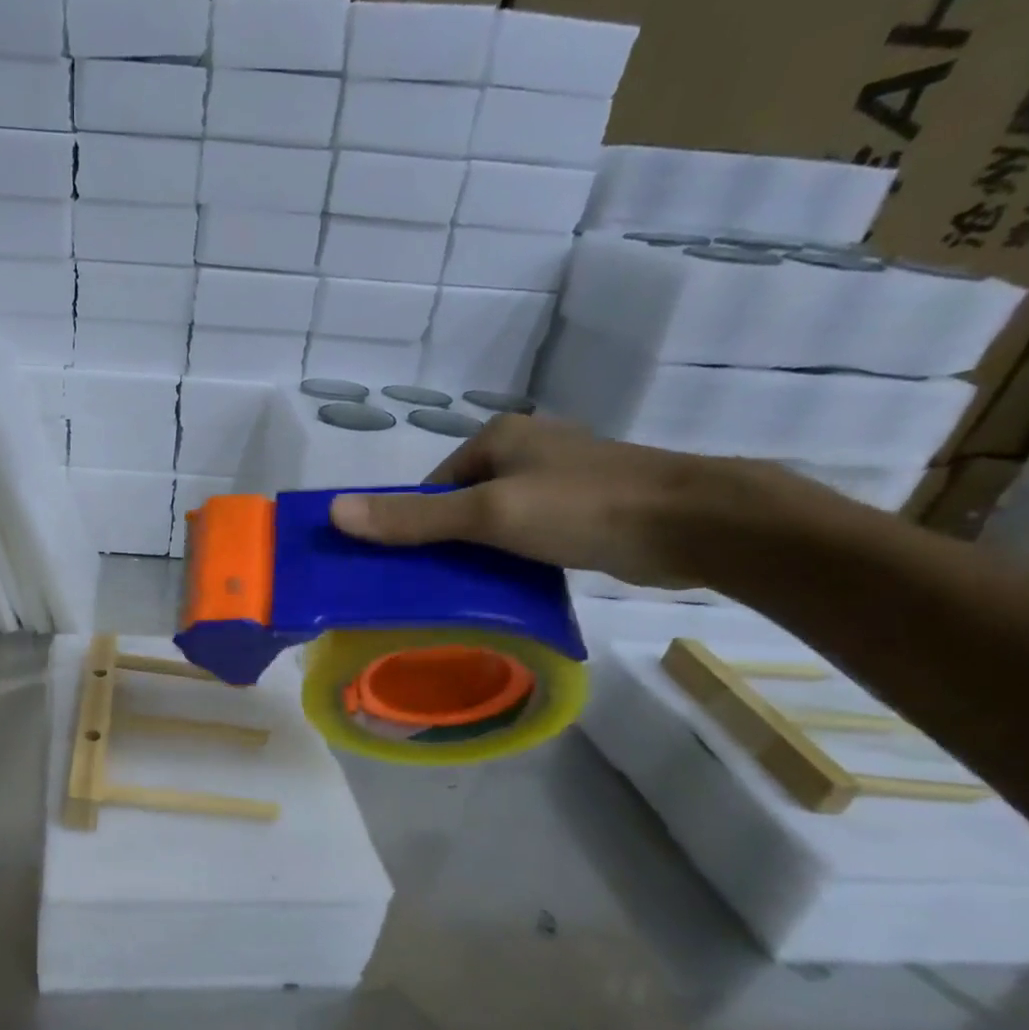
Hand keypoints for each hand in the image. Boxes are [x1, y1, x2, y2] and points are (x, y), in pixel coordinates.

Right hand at [328, 412, 783, 587]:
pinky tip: (510, 587)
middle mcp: (526, 451)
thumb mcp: (487, 514)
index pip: (432, 485)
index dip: (413, 525)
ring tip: (468, 592)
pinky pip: (526, 535)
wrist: (693, 524)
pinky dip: (512, 559)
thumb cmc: (581, 507)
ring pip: (495, 522)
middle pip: (460, 503)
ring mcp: (558, 479)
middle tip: (433, 587)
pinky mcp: (584, 510)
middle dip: (445, 542)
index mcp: (498, 437)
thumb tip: (335, 511)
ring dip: (479, 554)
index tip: (406, 569)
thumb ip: (413, 517)